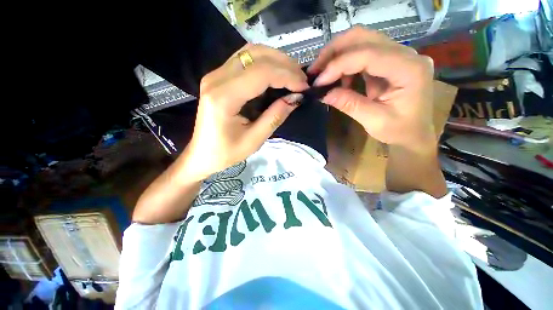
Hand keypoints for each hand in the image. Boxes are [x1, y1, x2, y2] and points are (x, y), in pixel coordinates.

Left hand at [179, 44, 308, 180]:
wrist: (201, 154)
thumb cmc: (226, 153)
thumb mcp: (254, 140)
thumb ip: (275, 117)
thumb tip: (295, 98)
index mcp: (224, 98)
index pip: (261, 73)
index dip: (287, 76)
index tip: (304, 87)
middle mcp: (216, 79)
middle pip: (256, 55)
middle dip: (284, 64)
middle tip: (301, 79)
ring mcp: (215, 75)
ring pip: (250, 52)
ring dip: (276, 60)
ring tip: (292, 75)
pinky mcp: (218, 77)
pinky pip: (245, 60)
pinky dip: (265, 63)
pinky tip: (276, 74)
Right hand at [309, 26, 435, 152]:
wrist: (415, 133)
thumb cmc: (400, 131)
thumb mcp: (374, 121)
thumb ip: (349, 105)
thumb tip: (323, 94)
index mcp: (409, 69)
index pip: (368, 55)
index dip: (338, 65)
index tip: (318, 82)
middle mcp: (406, 54)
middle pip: (364, 37)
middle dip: (334, 51)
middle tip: (315, 70)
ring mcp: (398, 55)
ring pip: (361, 40)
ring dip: (337, 54)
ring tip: (322, 73)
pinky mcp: (389, 61)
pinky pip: (363, 53)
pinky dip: (345, 63)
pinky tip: (338, 78)